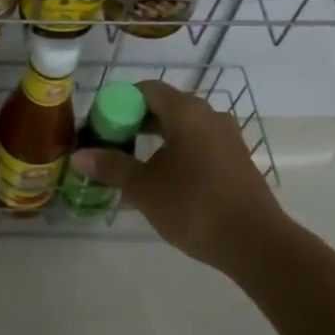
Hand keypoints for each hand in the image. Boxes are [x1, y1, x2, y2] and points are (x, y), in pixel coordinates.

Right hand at [72, 81, 286, 269]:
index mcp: (186, 111)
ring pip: (181, 127)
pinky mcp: (236, 159)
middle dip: (133, 123)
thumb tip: (79, 155)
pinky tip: (162, 180)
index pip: (145, 90)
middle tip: (110, 146)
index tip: (99, 127)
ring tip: (132, 166)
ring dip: (154, 140)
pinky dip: (175, 152)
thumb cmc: (194, 206)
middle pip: (164, 106)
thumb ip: (111, 167)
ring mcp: (227, 137)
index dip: (117, 104)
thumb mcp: (144, 188)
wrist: (256, 243)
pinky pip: (198, 144)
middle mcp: (209, 115)